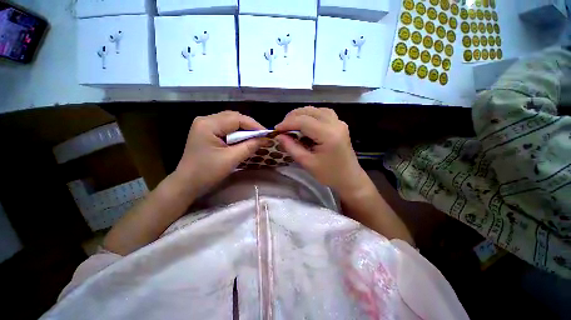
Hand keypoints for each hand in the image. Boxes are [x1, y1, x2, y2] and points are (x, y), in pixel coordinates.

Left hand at [176, 111, 264, 194]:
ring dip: (244, 129)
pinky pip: (226, 128)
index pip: (237, 118)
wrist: (187, 184)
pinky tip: (244, 139)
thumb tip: (266, 139)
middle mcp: (205, 120)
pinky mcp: (206, 132)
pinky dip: (237, 133)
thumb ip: (250, 146)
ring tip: (256, 138)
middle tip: (262, 136)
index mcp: (208, 124)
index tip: (267, 134)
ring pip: (230, 122)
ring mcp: (205, 125)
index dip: (254, 125)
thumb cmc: (207, 172)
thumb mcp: (231, 159)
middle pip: (233, 117)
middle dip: (250, 126)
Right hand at [275, 107, 367, 195]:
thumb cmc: (329, 174)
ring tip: (291, 124)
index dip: (287, 123)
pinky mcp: (340, 124)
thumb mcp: (307, 163)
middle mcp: (335, 124)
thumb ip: (291, 147)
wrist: (349, 178)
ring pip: (316, 110)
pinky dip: (311, 115)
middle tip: (282, 128)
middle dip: (293, 117)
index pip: (303, 121)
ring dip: (302, 114)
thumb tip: (279, 136)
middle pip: (310, 111)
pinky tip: (305, 122)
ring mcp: (339, 122)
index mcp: (328, 135)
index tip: (276, 129)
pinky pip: (323, 113)